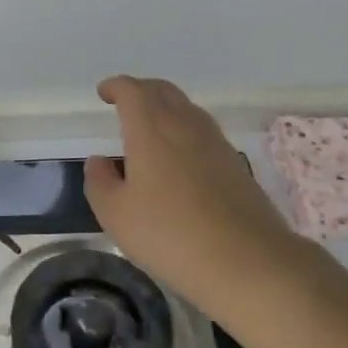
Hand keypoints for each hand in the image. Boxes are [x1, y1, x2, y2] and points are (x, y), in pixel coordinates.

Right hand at [83, 76, 298, 318]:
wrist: (247, 260)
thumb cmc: (170, 233)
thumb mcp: (116, 214)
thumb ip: (100, 181)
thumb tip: (100, 161)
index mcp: (151, 128)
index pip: (132, 90)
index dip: (115, 86)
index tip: (104, 93)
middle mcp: (184, 124)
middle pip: (162, 90)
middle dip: (141, 90)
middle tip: (125, 103)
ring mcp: (215, 142)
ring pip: (186, 109)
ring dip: (165, 109)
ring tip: (150, 130)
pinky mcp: (235, 163)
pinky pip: (203, 132)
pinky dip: (185, 132)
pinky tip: (179, 159)